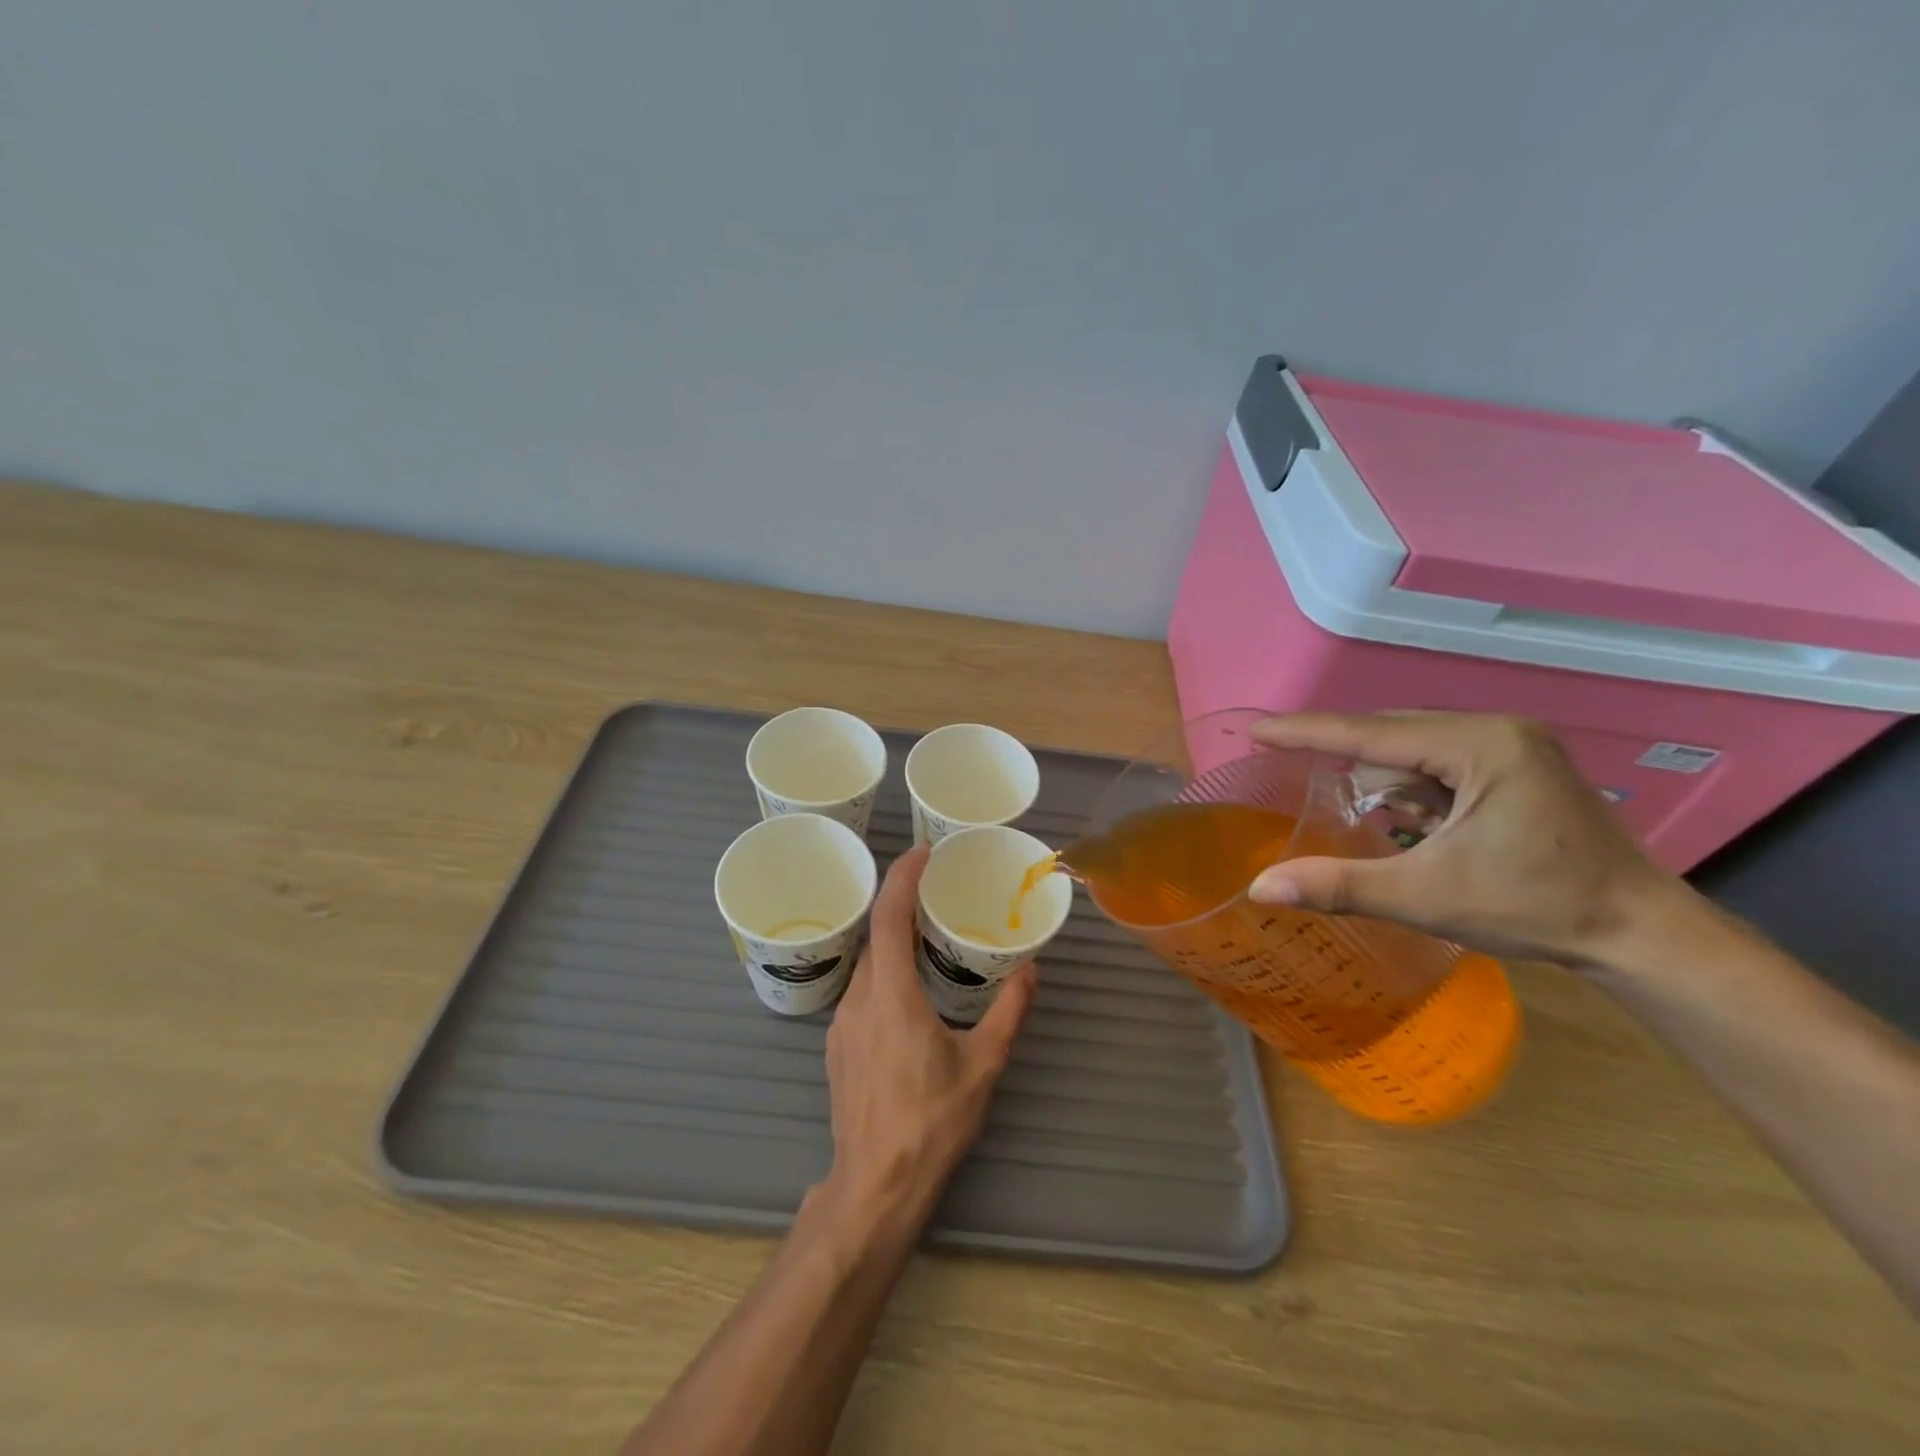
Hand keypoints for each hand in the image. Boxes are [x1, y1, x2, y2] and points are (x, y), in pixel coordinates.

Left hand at [821, 845, 1036, 1212]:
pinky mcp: (837, 1047)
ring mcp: (841, 1025)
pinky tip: (908, 996)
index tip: (922, 853)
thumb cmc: (931, 1122)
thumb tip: (1032, 971)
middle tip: (937, 897)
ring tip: (928, 942)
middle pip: (875, 938)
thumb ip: (1009, 1012)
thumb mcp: (983, 1065)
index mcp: (891, 995)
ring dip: (892, 946)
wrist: (875, 1186)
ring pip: (866, 967)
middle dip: (902, 909)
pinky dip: (882, 976)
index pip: (889, 918)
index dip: (902, 878)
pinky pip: (859, 994)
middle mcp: (858, 1000)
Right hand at [1247, 711, 1683, 966]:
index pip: (1370, 732)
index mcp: (1479, 745)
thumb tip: (1259, 888)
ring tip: (1396, 830)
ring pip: (1415, 749)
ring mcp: (1514, 745)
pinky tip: (1422, 825)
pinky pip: (1441, 762)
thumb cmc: (1535, 908)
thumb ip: (1338, 885)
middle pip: (1392, 735)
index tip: (1258, 730)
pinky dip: (1416, 789)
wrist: (1640, 933)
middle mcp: (1497, 730)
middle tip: (1314, 793)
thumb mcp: (1425, 897)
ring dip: (1389, 783)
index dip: (1307, 732)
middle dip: (1354, 767)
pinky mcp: (1520, 765)